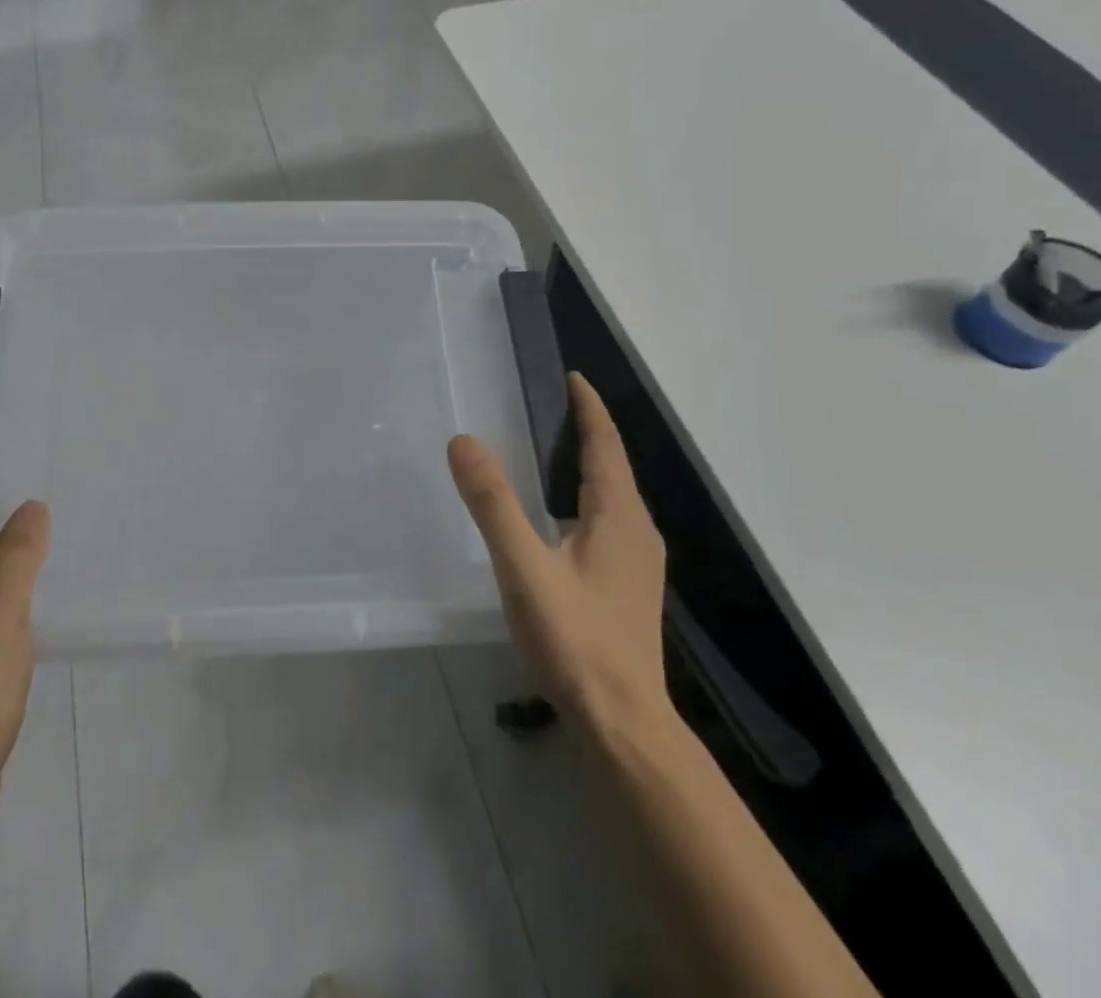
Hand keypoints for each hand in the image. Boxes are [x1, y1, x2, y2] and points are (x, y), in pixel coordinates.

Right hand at [448, 372, 669, 736]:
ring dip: (587, 464)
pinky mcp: (627, 585)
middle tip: (547, 404)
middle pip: (613, 466)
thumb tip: (464, 441)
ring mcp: (637, 561)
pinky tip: (557, 515)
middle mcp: (637, 531)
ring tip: (549, 448)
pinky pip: (607, 520)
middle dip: (586, 431)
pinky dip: (584, 496)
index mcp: (619, 517)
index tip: (572, 376)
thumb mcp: (525, 568)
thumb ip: (493, 504)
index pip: (606, 445)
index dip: (590, 408)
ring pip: (612, 495)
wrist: (623, 724)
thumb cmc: (575, 641)